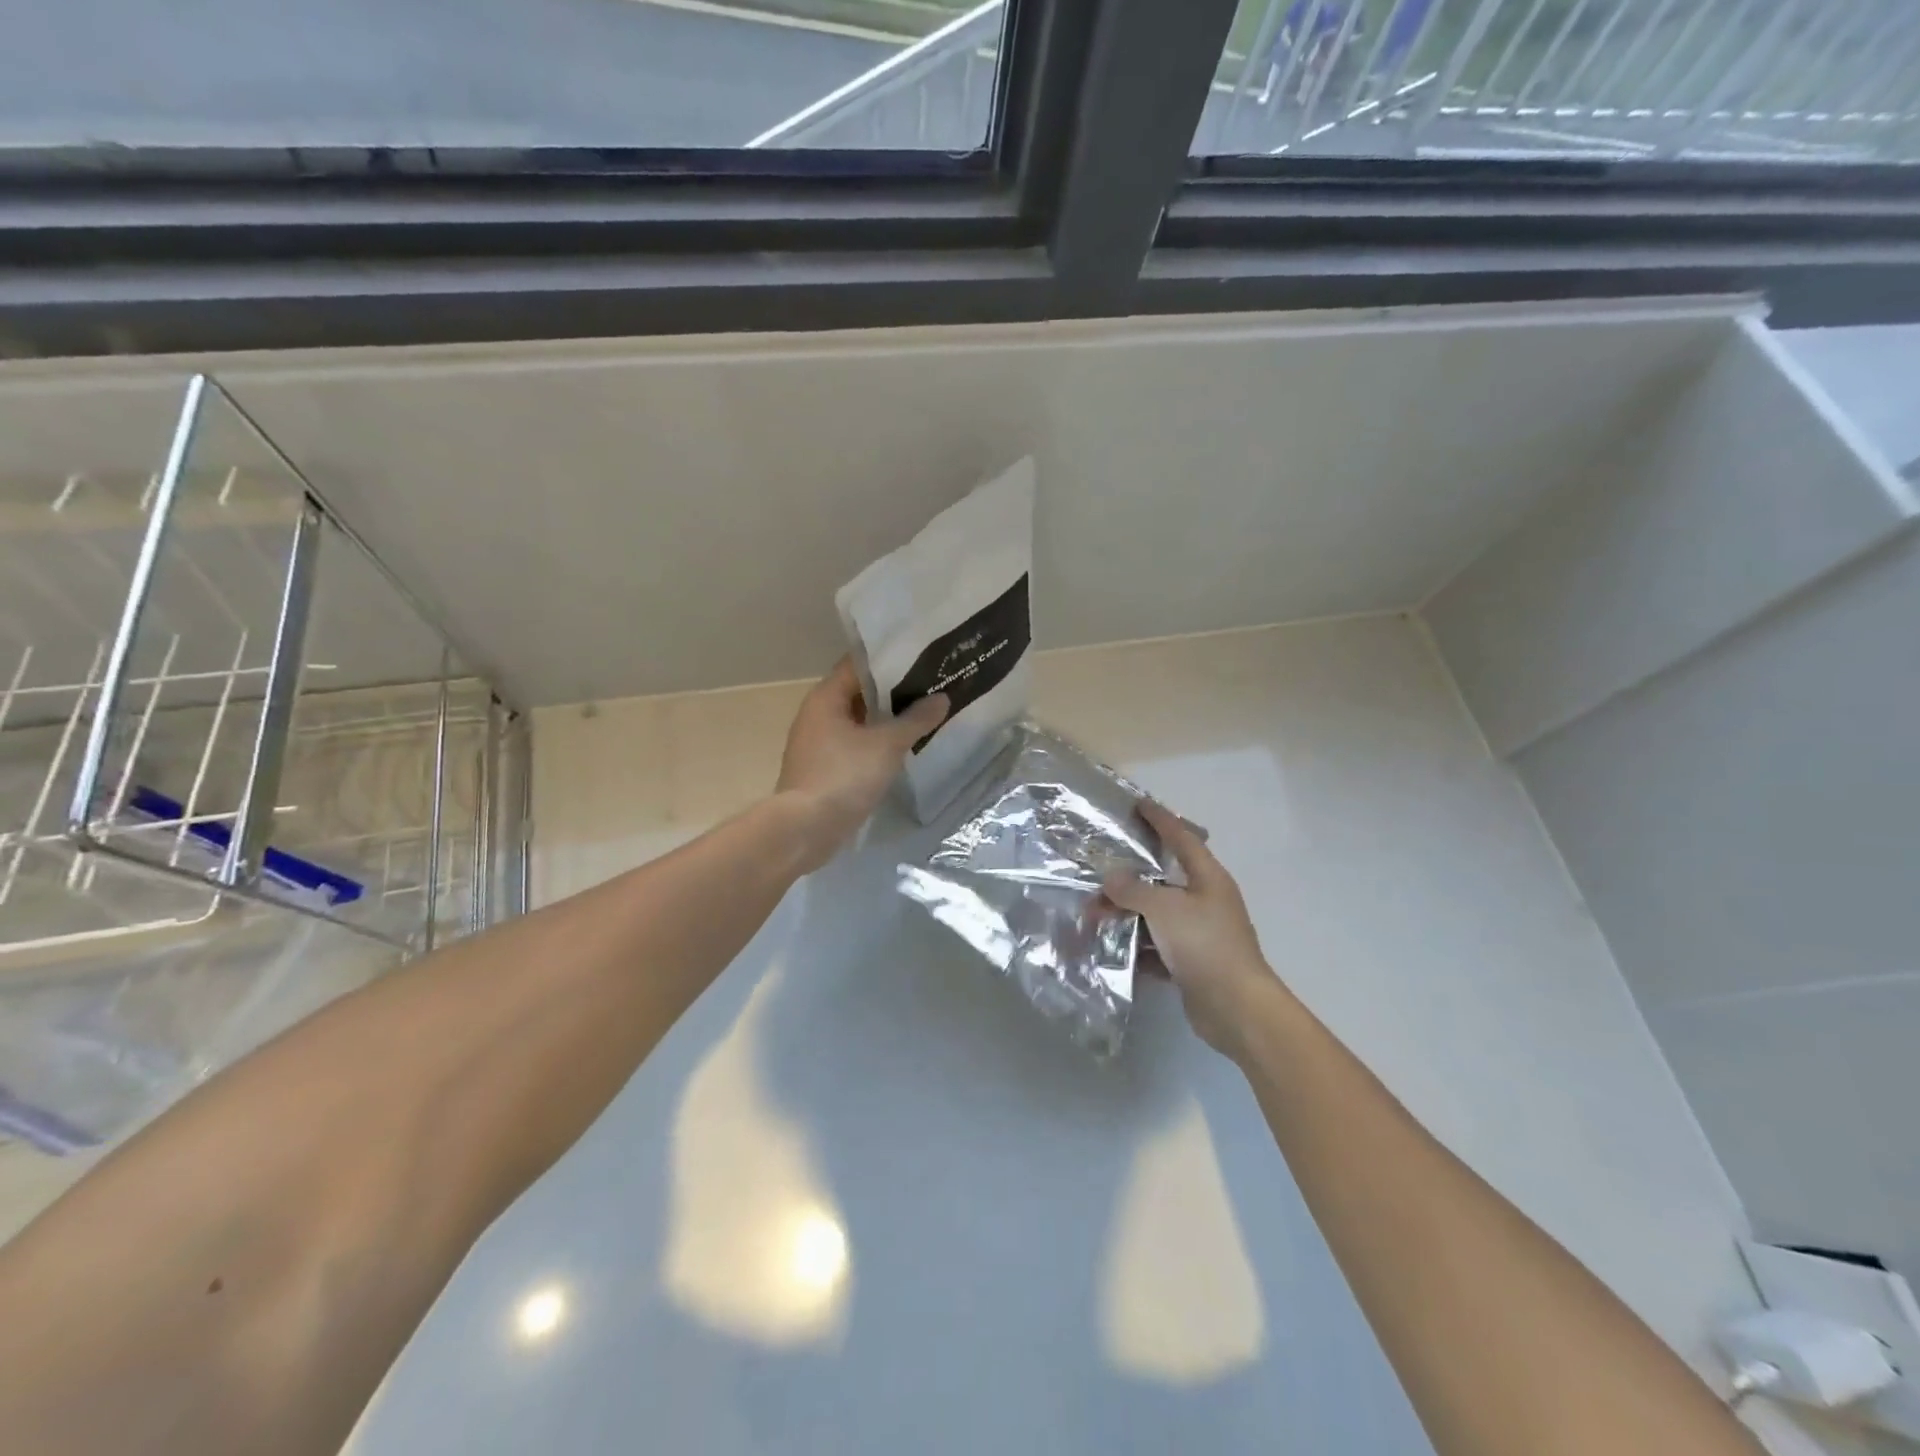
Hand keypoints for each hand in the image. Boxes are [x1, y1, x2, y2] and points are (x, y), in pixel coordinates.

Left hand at [775, 658, 947, 871]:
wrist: (805, 829)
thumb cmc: (843, 776)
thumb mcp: (887, 745)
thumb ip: (916, 720)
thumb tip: (942, 698)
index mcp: (826, 697)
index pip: (859, 664)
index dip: (891, 660)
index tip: (922, 657)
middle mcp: (818, 714)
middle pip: (860, 693)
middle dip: (895, 691)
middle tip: (932, 686)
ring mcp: (819, 744)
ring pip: (859, 722)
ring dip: (887, 720)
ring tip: (925, 714)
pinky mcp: (824, 769)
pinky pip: (855, 746)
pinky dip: (877, 743)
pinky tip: (904, 748)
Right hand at [1104, 800, 1286, 1057]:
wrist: (1236, 1008)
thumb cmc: (1204, 944)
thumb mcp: (1164, 908)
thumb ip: (1133, 889)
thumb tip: (1111, 877)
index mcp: (1208, 878)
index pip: (1181, 838)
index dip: (1160, 820)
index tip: (1138, 805)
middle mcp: (1206, 901)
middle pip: (1161, 881)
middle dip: (1127, 881)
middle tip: (1096, 879)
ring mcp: (1199, 934)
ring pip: (1155, 916)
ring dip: (1126, 916)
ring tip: (1093, 919)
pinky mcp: (1192, 963)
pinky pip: (1157, 947)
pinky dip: (1136, 947)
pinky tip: (1110, 950)